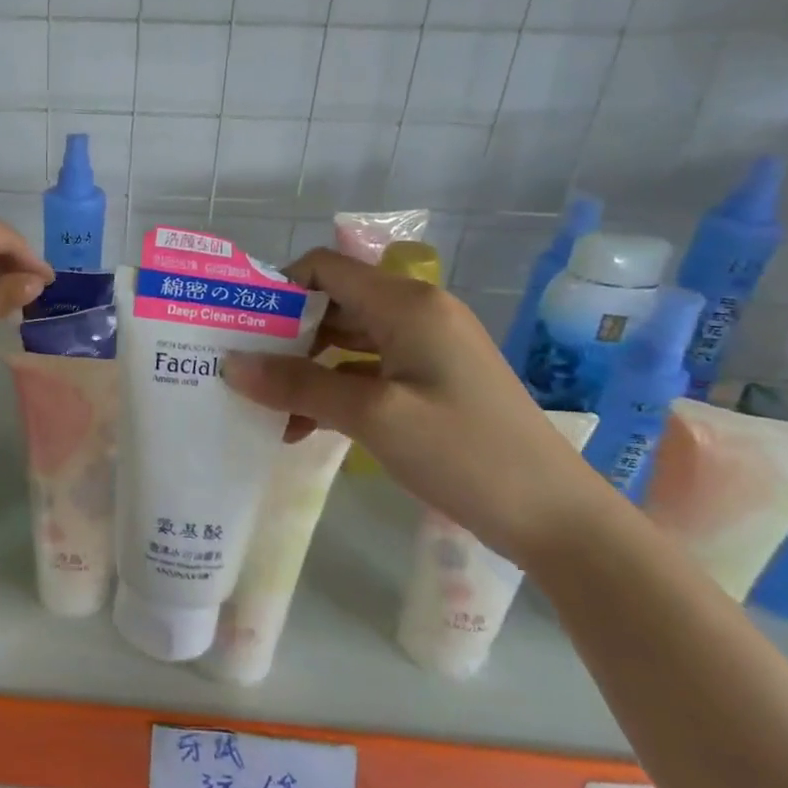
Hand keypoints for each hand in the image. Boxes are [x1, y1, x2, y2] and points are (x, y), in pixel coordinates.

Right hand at [222, 248, 611, 566]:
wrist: (558, 520)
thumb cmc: (465, 454)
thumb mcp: (373, 416)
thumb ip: (298, 385)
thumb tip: (229, 365)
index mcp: (406, 304)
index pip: (325, 267)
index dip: (279, 287)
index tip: (240, 325)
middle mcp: (416, 313)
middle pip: (333, 303)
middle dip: (284, 333)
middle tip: (241, 367)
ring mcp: (426, 349)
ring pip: (346, 340)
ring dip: (305, 367)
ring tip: (263, 404)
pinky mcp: (431, 381)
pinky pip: (366, 370)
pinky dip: (333, 389)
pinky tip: (303, 426)